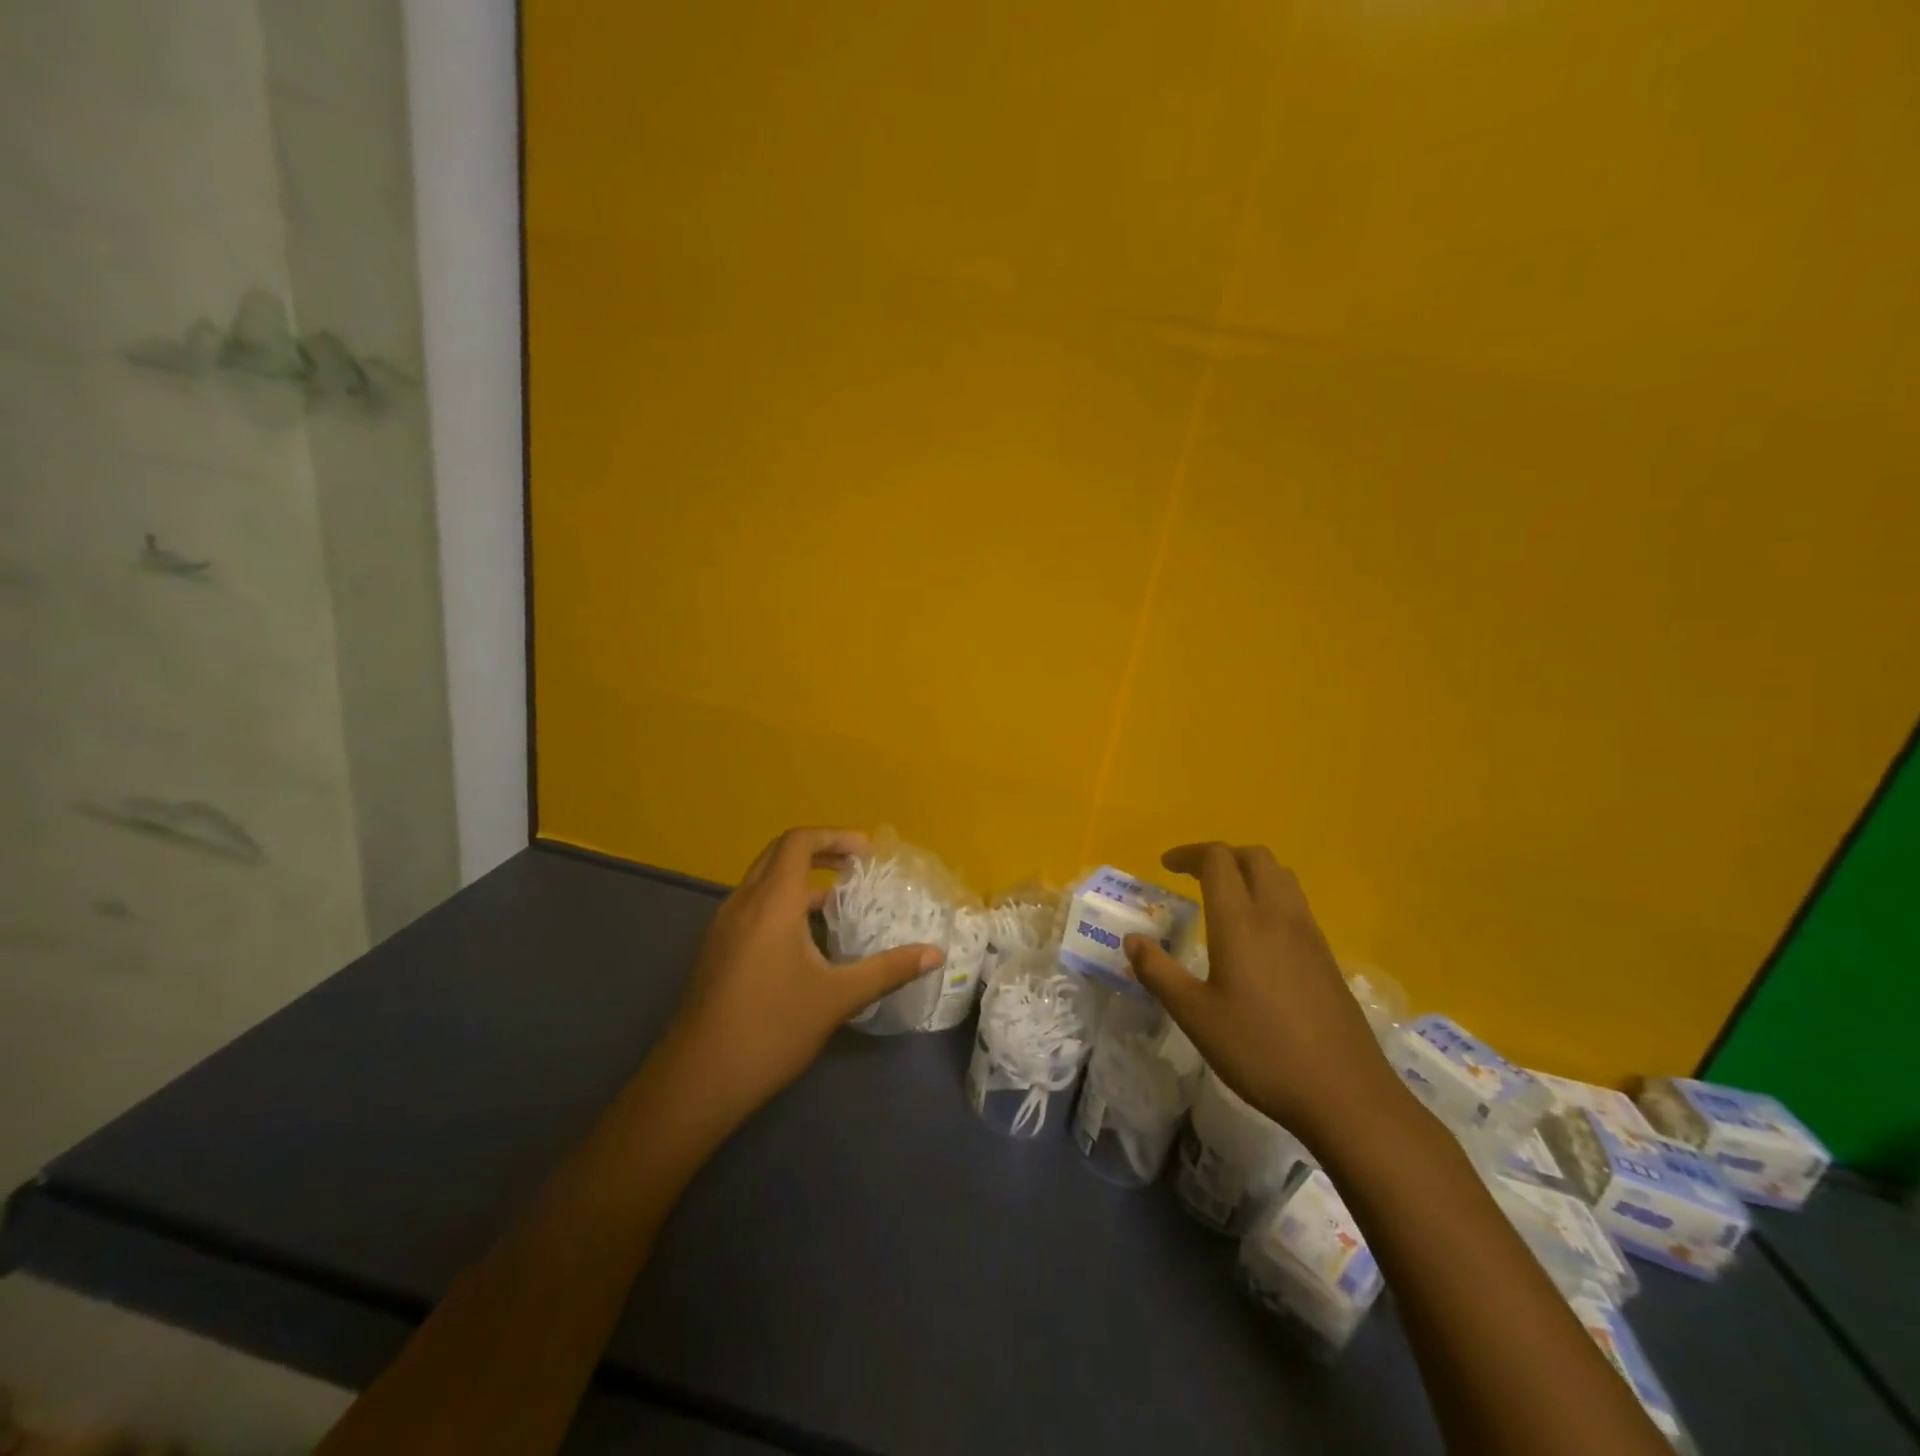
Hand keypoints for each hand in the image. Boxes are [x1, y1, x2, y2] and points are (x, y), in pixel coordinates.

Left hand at [667, 827, 943, 1120]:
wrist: (697, 1081)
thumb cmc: (771, 1029)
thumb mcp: (837, 998)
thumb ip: (888, 970)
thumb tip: (935, 953)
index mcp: (770, 902)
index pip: (797, 841)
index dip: (833, 836)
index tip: (866, 852)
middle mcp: (742, 903)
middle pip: (778, 855)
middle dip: (819, 852)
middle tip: (855, 867)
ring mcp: (723, 928)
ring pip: (763, 883)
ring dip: (800, 881)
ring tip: (837, 905)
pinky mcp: (716, 951)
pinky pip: (753, 908)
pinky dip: (782, 905)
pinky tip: (806, 943)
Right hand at [1124, 842, 1406, 1148]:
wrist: (1345, 1094)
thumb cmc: (1260, 1050)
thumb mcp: (1194, 1015)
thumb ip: (1158, 972)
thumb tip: (1132, 940)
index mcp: (1240, 921)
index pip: (1217, 860)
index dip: (1188, 854)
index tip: (1165, 866)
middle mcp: (1277, 915)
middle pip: (1255, 856)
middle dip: (1221, 856)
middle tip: (1194, 877)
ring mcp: (1308, 934)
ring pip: (1281, 877)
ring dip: (1250, 872)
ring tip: (1225, 897)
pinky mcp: (1326, 957)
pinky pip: (1296, 904)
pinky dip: (1271, 897)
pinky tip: (1257, 937)